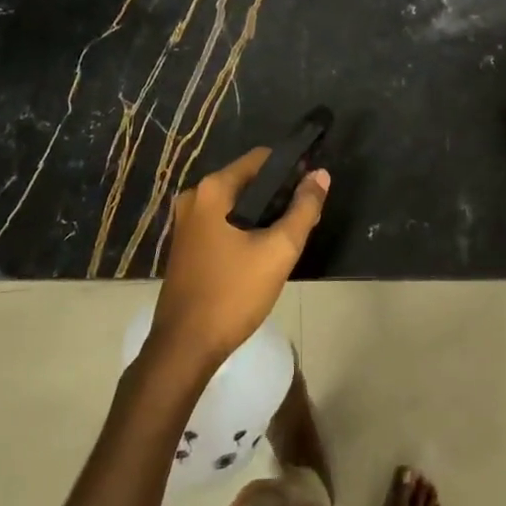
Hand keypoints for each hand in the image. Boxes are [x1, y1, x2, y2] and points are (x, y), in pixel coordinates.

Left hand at [149, 147, 328, 371]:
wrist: (185, 346)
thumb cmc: (233, 293)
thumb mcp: (278, 250)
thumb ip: (303, 209)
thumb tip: (320, 175)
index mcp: (213, 189)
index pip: (261, 158)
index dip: (291, 168)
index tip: (314, 186)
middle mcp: (195, 196)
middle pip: (248, 180)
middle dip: (279, 193)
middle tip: (307, 214)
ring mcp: (187, 222)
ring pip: (236, 203)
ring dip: (264, 213)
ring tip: (292, 233)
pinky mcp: (187, 244)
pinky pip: (223, 222)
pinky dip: (245, 227)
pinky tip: (265, 249)